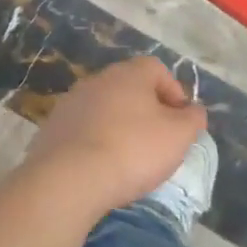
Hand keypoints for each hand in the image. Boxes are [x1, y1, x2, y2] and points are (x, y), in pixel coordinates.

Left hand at [30, 57, 207, 218]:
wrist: (70, 177)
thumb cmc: (133, 150)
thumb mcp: (178, 136)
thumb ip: (192, 118)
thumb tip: (193, 110)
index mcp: (128, 73)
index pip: (156, 69)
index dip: (174, 92)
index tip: (181, 121)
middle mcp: (98, 79)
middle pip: (129, 86)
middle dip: (146, 109)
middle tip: (158, 139)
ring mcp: (71, 101)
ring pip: (105, 107)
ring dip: (120, 124)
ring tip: (130, 156)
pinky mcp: (54, 126)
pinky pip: (84, 127)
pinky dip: (96, 139)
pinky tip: (102, 164)